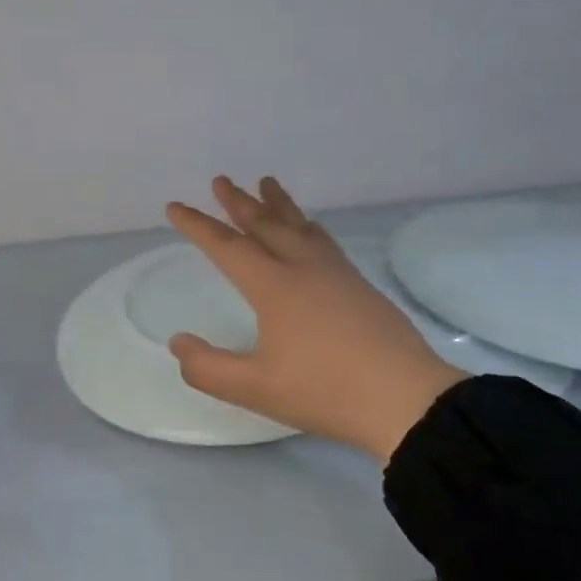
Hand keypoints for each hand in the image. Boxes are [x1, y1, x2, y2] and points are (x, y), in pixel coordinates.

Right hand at [166, 176, 464, 463]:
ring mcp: (337, 274)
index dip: (197, 225)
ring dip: (278, 205)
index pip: (226, 247)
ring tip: (267, 183)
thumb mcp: (254, 388)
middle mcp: (304, 268)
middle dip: (239, 202)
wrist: (405, 400)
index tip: (175, 206)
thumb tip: (178, 342)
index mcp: (274, 286)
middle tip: (221, 180)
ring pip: (300, 226)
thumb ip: (207, 368)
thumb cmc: (324, 391)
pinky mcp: (360, 287)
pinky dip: (307, 226)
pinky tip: (311, 230)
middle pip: (266, 224)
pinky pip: (324, 241)